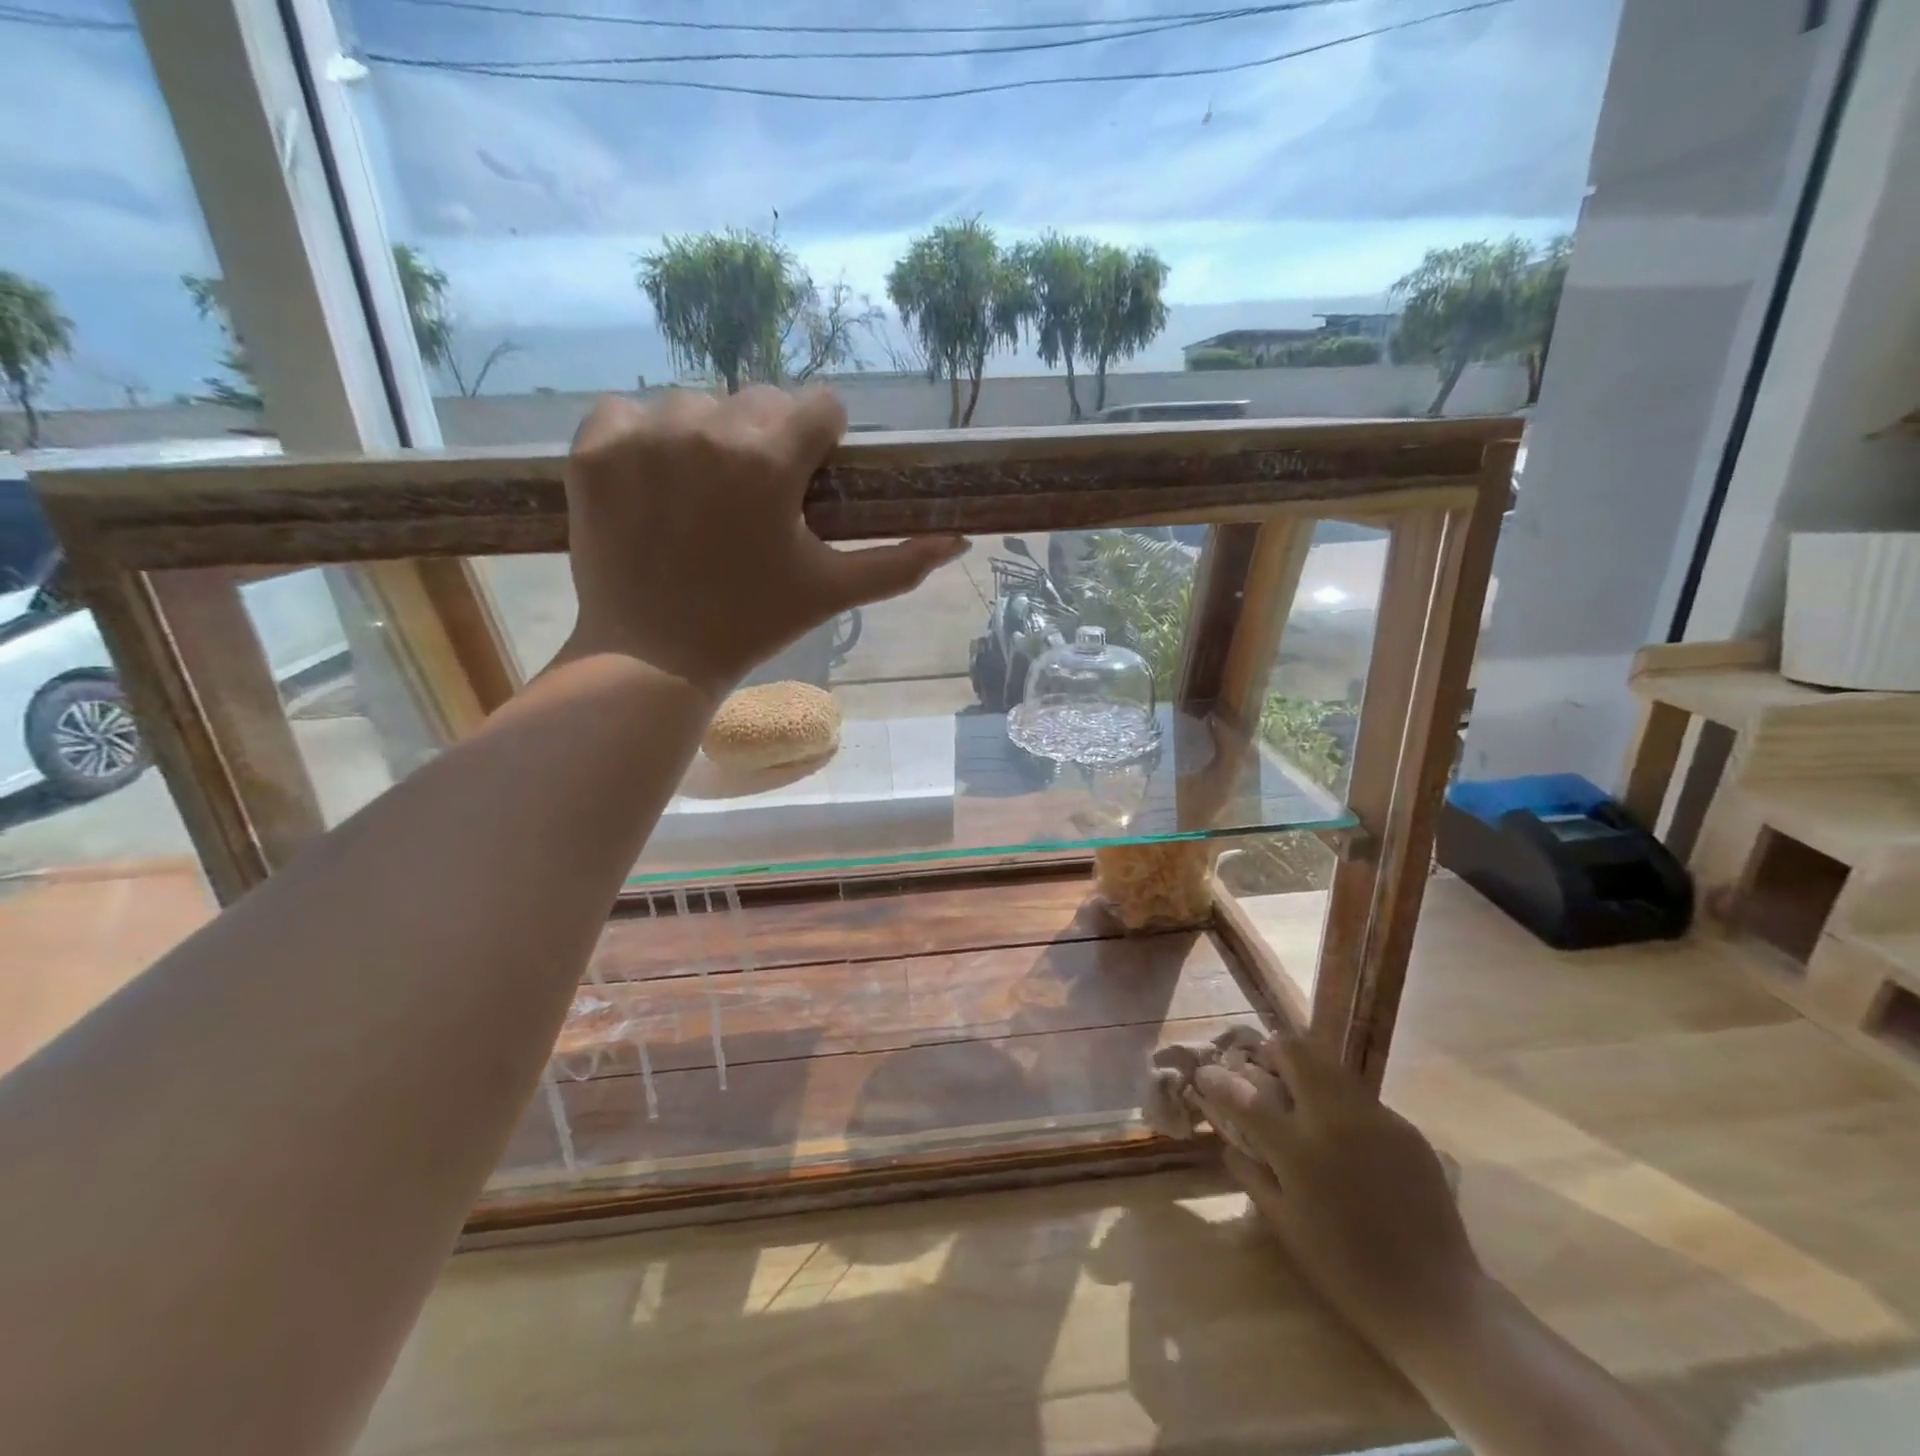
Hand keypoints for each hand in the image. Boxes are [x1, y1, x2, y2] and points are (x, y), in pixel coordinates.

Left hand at [560, 386, 967, 696]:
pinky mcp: (595, 445)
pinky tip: (651, 486)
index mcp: (772, 458)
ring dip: (707, 439)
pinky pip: (628, 411)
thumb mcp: (834, 592)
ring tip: (701, 498)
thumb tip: (960, 540)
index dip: (823, 442)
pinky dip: (642, 438)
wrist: (654, 656)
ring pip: (697, 404)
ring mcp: (645, 432)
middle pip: (761, 399)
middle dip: (768, 439)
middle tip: (754, 499)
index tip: (808, 481)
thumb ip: (900, 562)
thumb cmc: (753, 623)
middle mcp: (710, 426)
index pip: (821, 404)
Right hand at [1194, 1036, 1480, 1354]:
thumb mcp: (1284, 1225)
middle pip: (1293, 1051)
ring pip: (1329, 1064)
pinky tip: (1348, 1140)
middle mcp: (1335, 1120)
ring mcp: (1376, 1119)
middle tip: (1265, 1075)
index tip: (1205, 1074)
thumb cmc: (1347, 1272)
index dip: (1216, 1078)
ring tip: (1302, 1098)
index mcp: (1299, 1150)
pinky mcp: (1406, 1128)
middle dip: (1270, 1054)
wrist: (1438, 1303)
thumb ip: (1250, 1171)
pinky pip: (1361, 1098)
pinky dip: (1341, 1105)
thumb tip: (1229, 1137)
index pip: (1242, 1094)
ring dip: (1306, 1071)